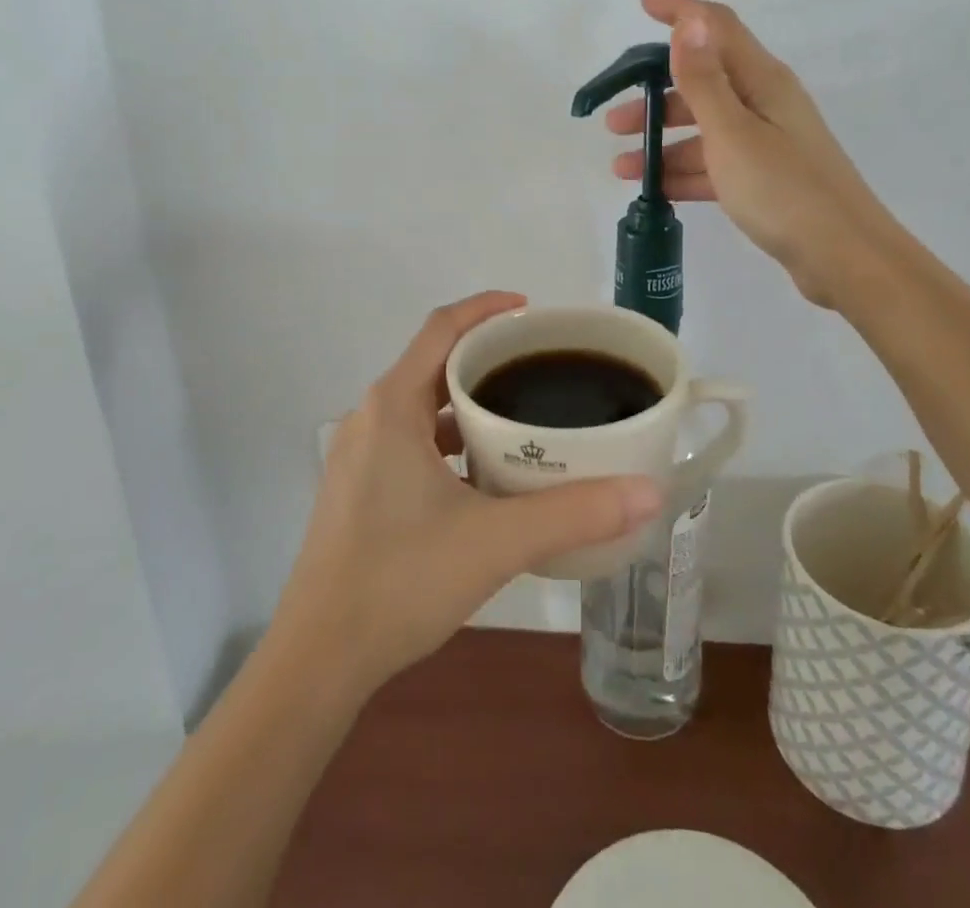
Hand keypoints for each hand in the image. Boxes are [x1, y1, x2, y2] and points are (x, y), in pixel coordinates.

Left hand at [274, 292, 663, 697]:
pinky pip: (412, 442)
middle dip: (488, 360)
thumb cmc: (400, 580)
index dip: (487, 309)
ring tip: (524, 419)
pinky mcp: (359, 490)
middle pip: (435, 364)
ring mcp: (360, 456)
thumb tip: (651, 492)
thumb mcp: (496, 541)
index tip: (533, 312)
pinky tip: (487, 477)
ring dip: (469, 405)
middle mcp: (371, 418)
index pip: (442, 327)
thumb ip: (575, 513)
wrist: (319, 660)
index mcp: (393, 405)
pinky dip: (450, 442)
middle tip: (543, 369)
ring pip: (423, 408)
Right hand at [606, 0, 889, 308]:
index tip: (643, 4)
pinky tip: (654, 190)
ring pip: (704, 129)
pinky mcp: (764, 179)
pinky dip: (683, 172)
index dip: (681, 12)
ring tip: (622, 166)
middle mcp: (765, 104)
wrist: (844, 258)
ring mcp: (766, 144)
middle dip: (656, 94)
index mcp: (762, 81)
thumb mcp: (733, 133)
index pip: (717, 28)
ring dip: (663, 141)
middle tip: (613, 120)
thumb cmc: (784, 190)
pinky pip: (714, 165)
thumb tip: (688, 22)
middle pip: (703, 82)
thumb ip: (704, 80)